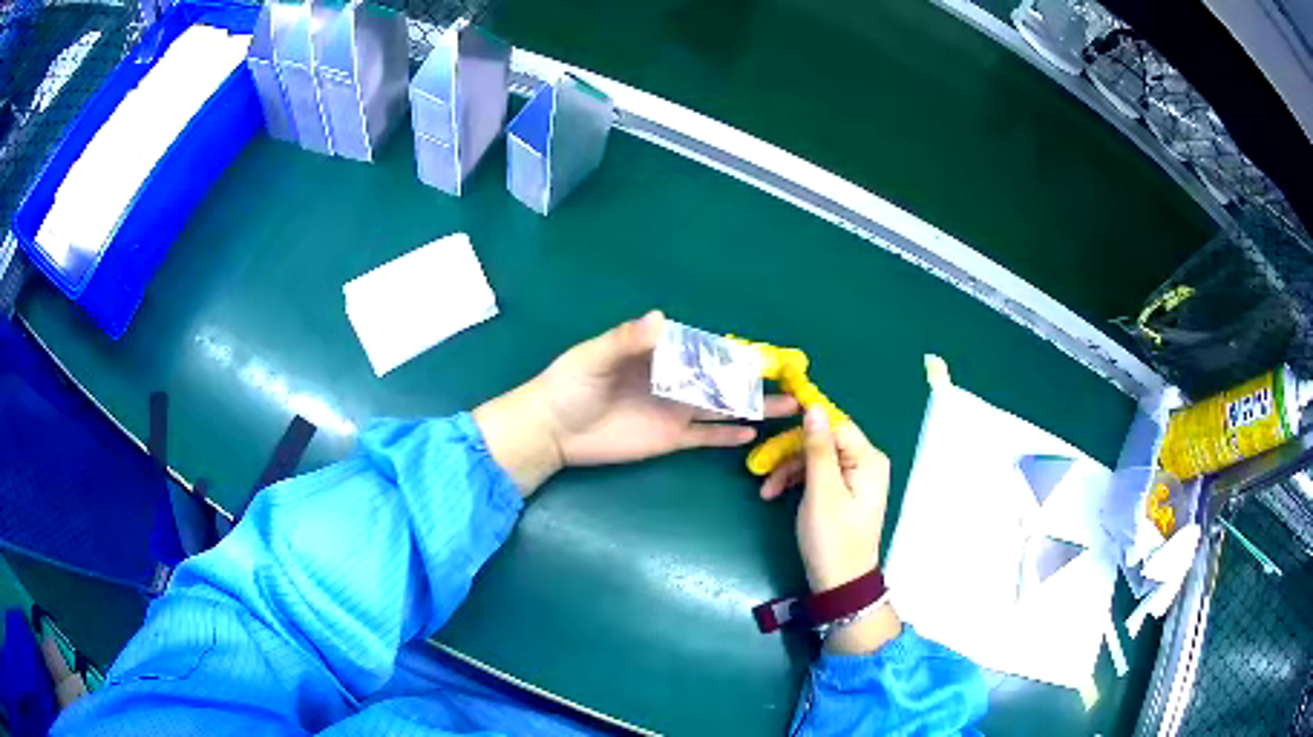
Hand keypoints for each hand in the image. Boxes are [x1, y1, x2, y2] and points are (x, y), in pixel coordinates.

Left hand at [475, 311, 798, 494]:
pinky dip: (728, 435)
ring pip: (723, 408)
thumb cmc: (570, 385)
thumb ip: (626, 340)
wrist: (552, 429)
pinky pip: (706, 436)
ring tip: (788, 408)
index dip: (737, 352)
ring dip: (754, 406)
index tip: (767, 354)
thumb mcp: (594, 358)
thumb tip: (661, 318)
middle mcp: (676, 381)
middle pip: (724, 380)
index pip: (707, 350)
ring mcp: (676, 411)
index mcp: (661, 355)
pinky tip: (752, 432)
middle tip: (793, 381)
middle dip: (757, 380)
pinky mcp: (670, 439)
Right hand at [760, 407, 900, 653]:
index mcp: (868, 459)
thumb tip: (814, 407)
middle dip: (791, 453)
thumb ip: (817, 448)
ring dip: (789, 470)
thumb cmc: (832, 538)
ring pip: (816, 458)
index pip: (835, 424)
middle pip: (824, 441)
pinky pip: (818, 474)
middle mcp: (866, 462)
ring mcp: (855, 478)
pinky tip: (775, 494)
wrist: (839, 583)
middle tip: (761, 468)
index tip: (775, 423)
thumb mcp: (821, 492)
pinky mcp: (843, 492)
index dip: (806, 422)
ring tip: (766, 491)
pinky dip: (797, 482)